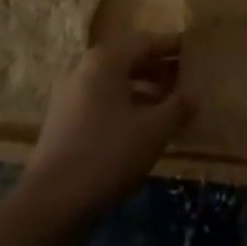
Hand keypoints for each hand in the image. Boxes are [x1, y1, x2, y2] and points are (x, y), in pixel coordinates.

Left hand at [20, 32, 193, 222]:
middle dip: (159, 68)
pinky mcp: (63, 121)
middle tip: (186, 80)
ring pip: (115, 82)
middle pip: (129, 59)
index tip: (195, 51)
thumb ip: (179, 107)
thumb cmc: (107, 154)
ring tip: (169, 106)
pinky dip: (125, 105)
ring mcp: (70, 95)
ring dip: (143, 89)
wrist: (50, 204)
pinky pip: (102, 101)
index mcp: (105, 60)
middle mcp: (84, 68)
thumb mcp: (154, 130)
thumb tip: (194, 94)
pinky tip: (142, 128)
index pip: (146, 41)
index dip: (173, 46)